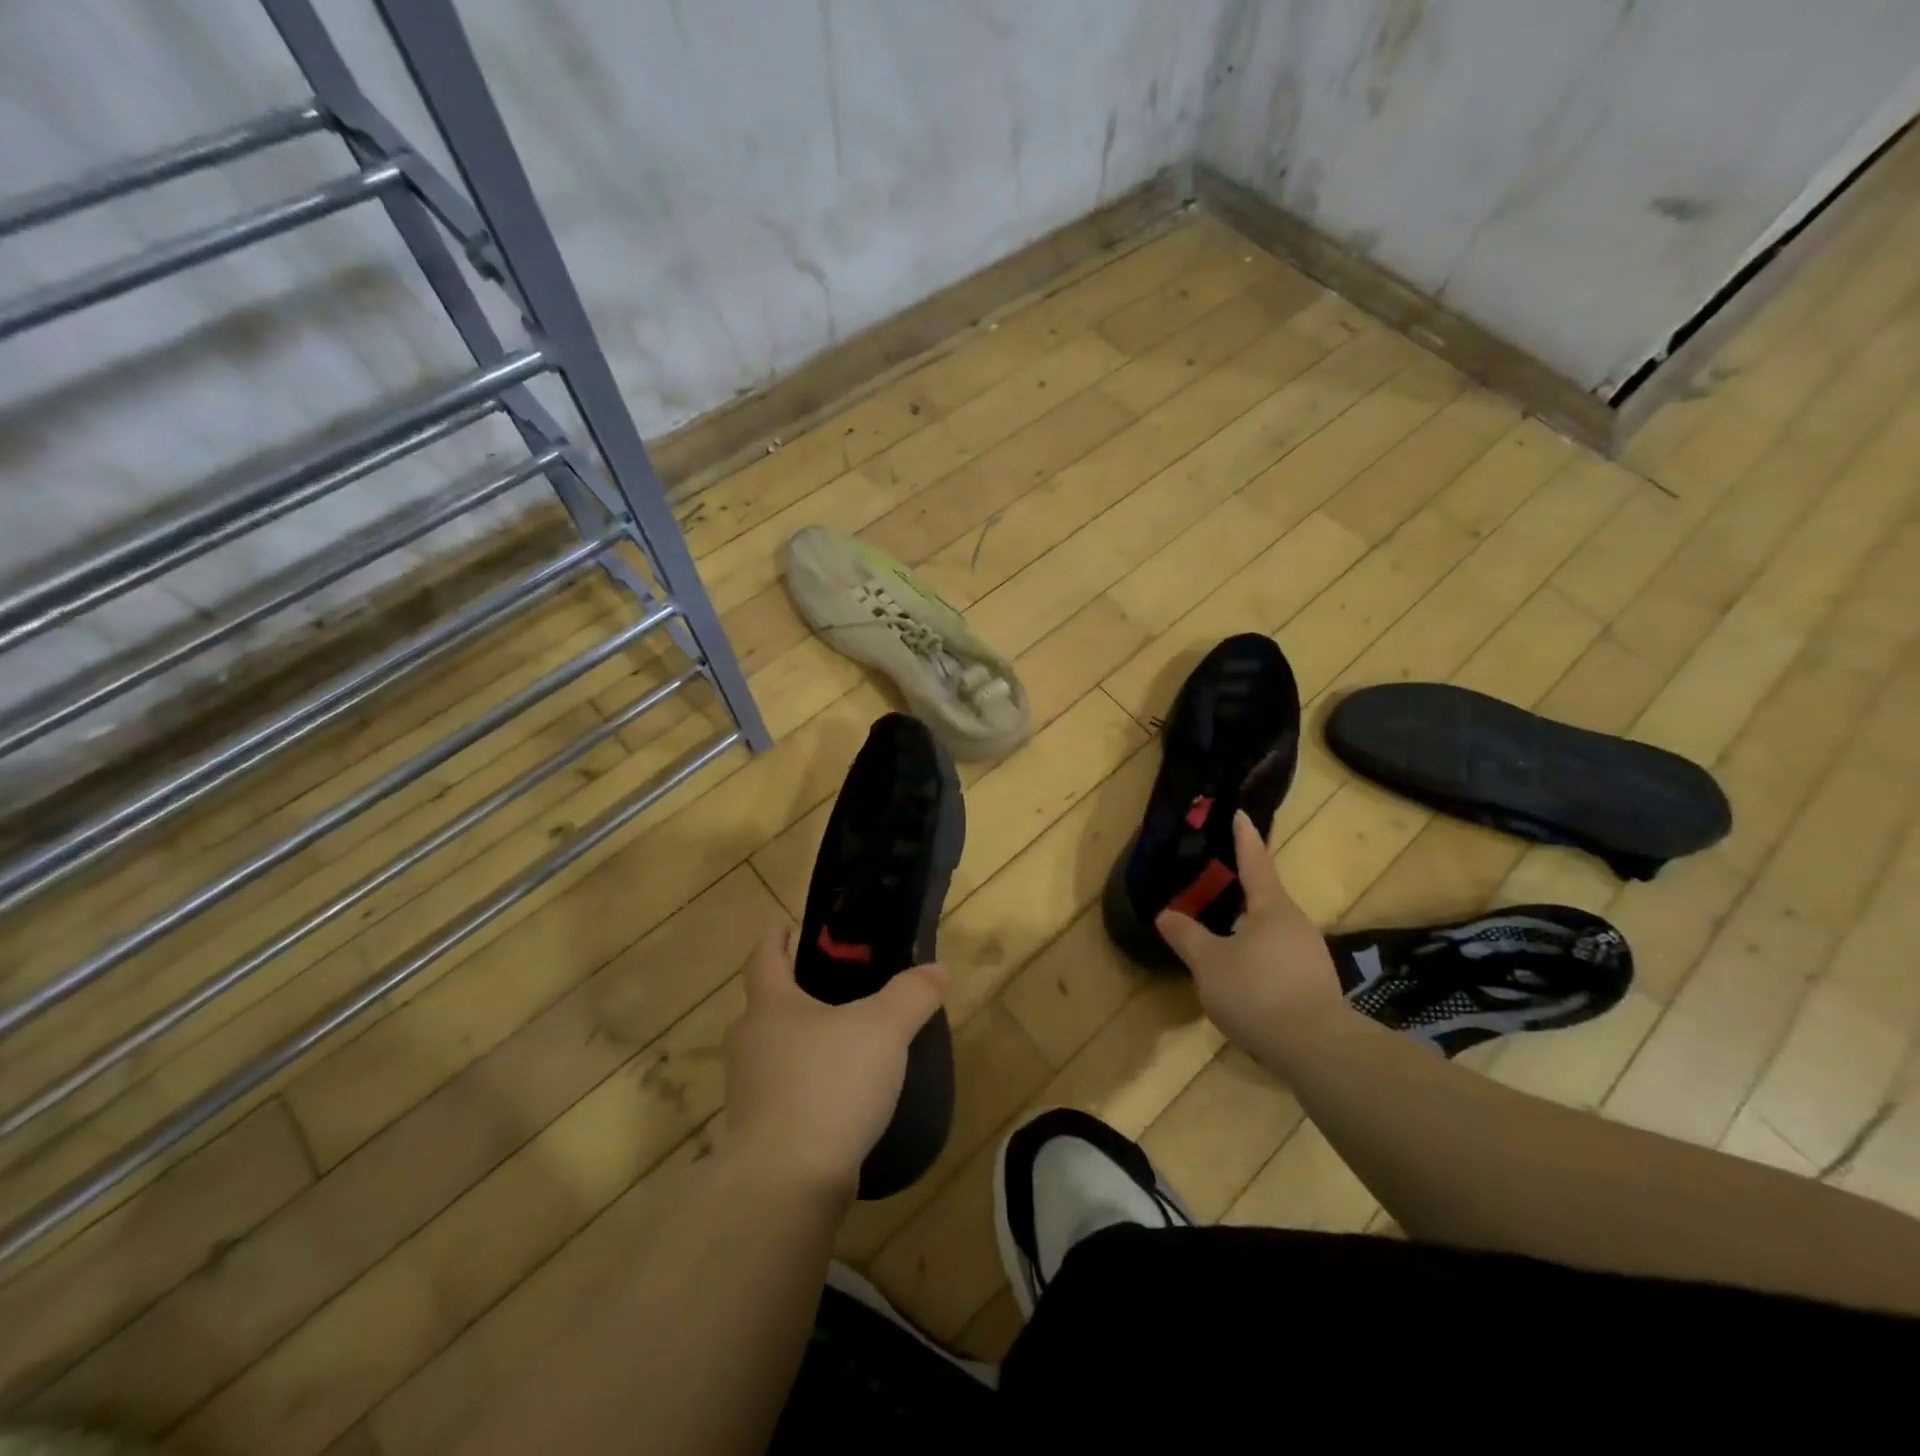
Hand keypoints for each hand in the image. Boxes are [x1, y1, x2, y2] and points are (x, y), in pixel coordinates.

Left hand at [722, 921, 947, 1200]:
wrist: (786, 1185)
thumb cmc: (829, 1085)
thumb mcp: (884, 1029)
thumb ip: (912, 994)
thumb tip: (937, 969)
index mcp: (770, 1006)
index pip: (764, 955)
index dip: (778, 936)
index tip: (793, 924)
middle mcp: (750, 1042)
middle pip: (768, 1004)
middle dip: (798, 991)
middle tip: (840, 986)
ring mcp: (748, 1091)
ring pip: (776, 1050)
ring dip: (804, 1040)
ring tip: (849, 1041)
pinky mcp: (759, 1132)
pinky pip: (785, 1091)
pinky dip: (808, 1083)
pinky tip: (842, 1094)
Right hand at [1155, 810, 1348, 1058]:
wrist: (1317, 1049)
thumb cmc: (1257, 991)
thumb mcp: (1209, 963)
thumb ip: (1186, 936)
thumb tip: (1166, 914)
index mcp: (1271, 908)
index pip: (1255, 863)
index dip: (1244, 839)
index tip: (1242, 815)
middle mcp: (1296, 924)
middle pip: (1266, 899)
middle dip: (1243, 892)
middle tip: (1217, 888)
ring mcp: (1311, 956)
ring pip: (1273, 933)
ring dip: (1250, 931)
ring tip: (1224, 941)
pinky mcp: (1316, 986)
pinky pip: (1281, 960)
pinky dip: (1261, 960)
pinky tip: (1245, 981)